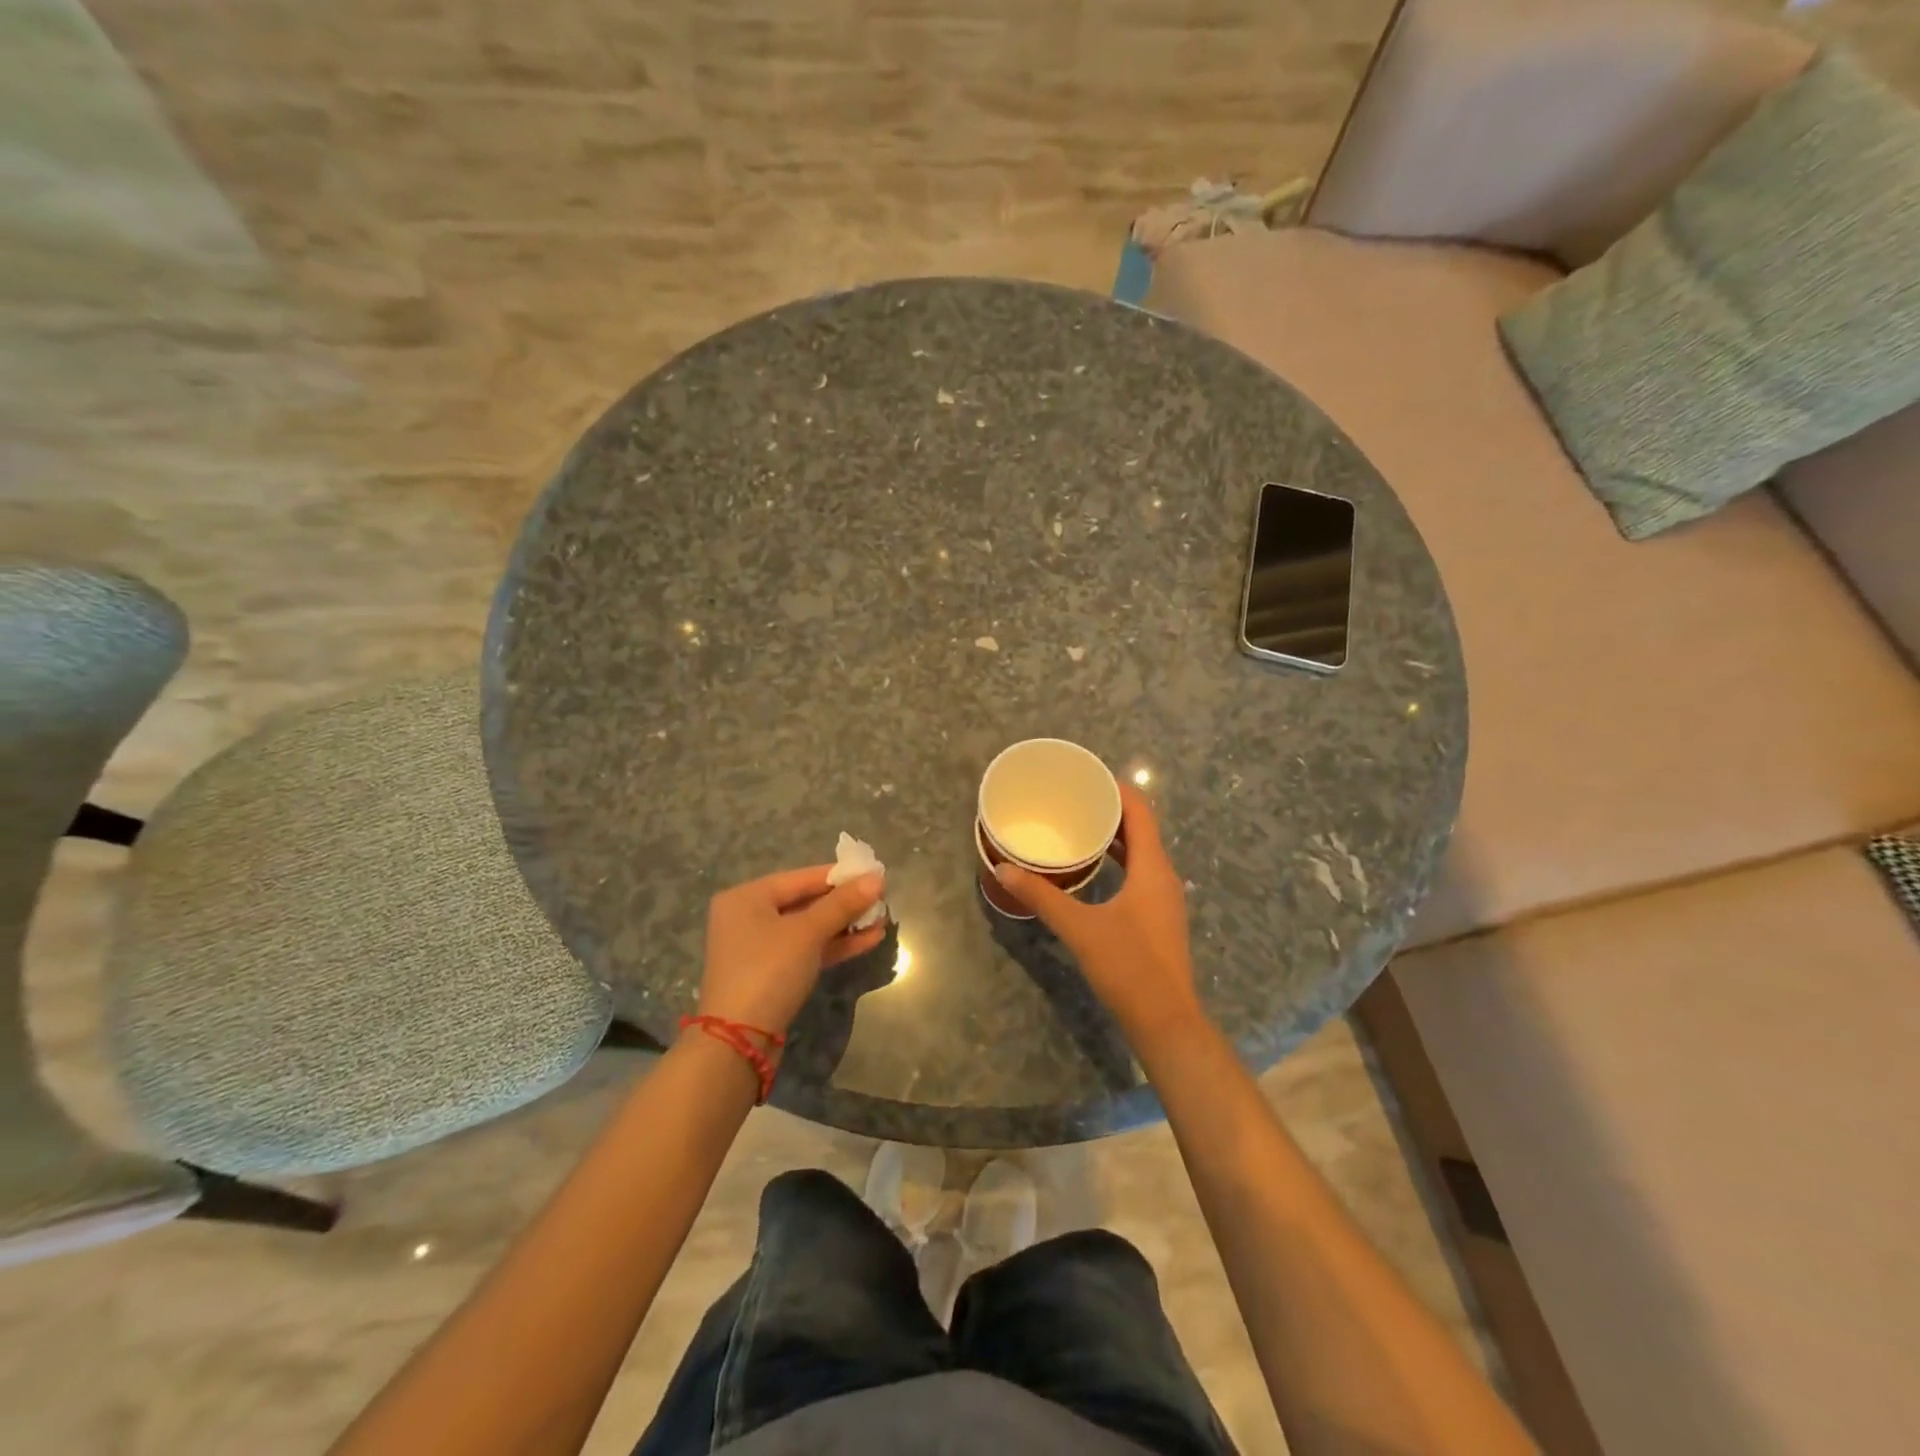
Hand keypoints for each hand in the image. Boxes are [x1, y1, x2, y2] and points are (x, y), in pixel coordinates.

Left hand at [698, 866, 885, 1034]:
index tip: (875, 874)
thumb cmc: (768, 970)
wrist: (739, 1041)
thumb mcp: (807, 932)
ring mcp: (760, 949)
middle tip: (882, 900)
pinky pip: (808, 950)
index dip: (840, 876)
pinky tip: (869, 940)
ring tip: (882, 921)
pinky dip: (835, 945)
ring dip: (846, 925)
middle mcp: (749, 917)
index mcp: (747, 897)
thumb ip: (842, 904)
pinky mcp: (772, 975)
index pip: (802, 877)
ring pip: (810, 929)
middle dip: (846, 903)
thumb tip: (877, 878)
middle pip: (806, 902)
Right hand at [994, 783, 1204, 1040]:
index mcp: (1152, 868)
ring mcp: (1163, 898)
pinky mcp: (1158, 918)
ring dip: (1114, 837)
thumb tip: (1004, 869)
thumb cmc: (1128, 966)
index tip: (1087, 776)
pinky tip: (1091, 869)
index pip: (1140, 811)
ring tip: (1077, 827)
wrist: (1166, 1021)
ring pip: (1141, 852)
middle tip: (1072, 799)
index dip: (1117, 789)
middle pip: (1141, 828)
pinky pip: (1139, 873)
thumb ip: (1042, 896)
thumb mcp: (1079, 927)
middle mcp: (1163, 876)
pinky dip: (1118, 861)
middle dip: (1110, 810)